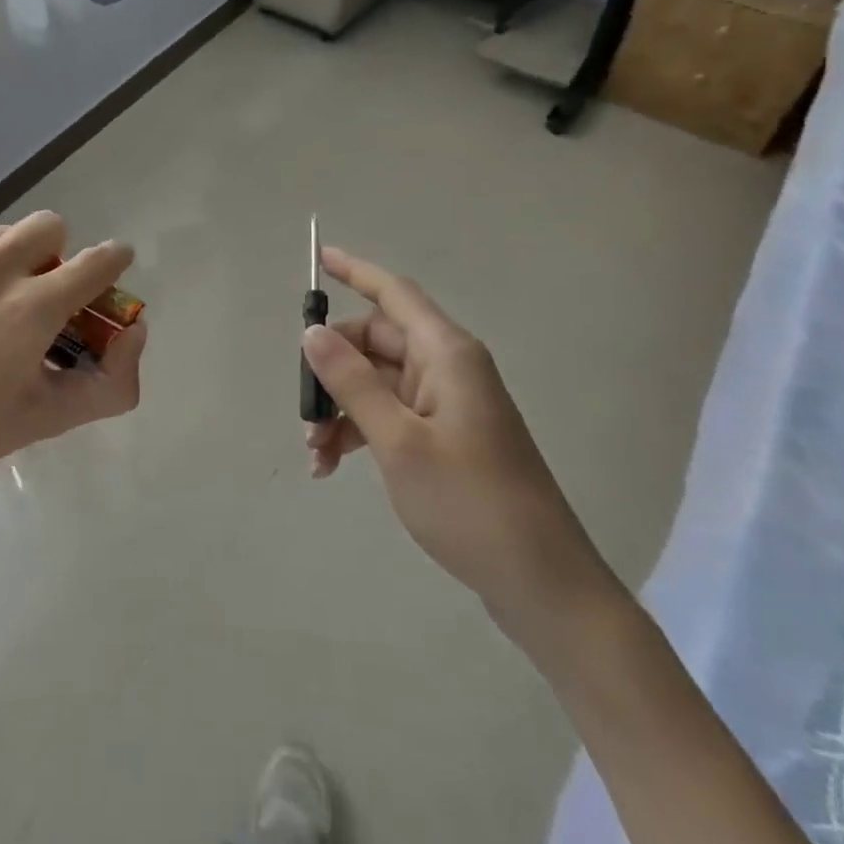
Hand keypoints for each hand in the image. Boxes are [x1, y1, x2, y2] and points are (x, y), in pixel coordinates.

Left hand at [0, 212, 144, 506]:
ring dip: (9, 263)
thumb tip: (134, 331)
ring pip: (2, 235)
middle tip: (37, 299)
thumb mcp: (44, 420)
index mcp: (30, 308)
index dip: (113, 262)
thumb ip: (109, 381)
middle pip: (51, 225)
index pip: (98, 261)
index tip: (110, 272)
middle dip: (57, 256)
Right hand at [303, 246, 611, 632]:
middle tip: (302, 407)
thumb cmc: (469, 502)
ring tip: (314, 452)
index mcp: (446, 354)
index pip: (393, 294)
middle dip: (331, 367)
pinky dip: (359, 430)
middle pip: (376, 342)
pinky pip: (391, 413)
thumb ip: (352, 381)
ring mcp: (449, 403)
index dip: (355, 271)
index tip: (318, 257)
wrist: (542, 585)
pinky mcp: (447, 436)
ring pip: (377, 381)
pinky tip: (332, 464)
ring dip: (341, 407)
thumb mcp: (398, 441)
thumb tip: (313, 333)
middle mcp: (448, 368)